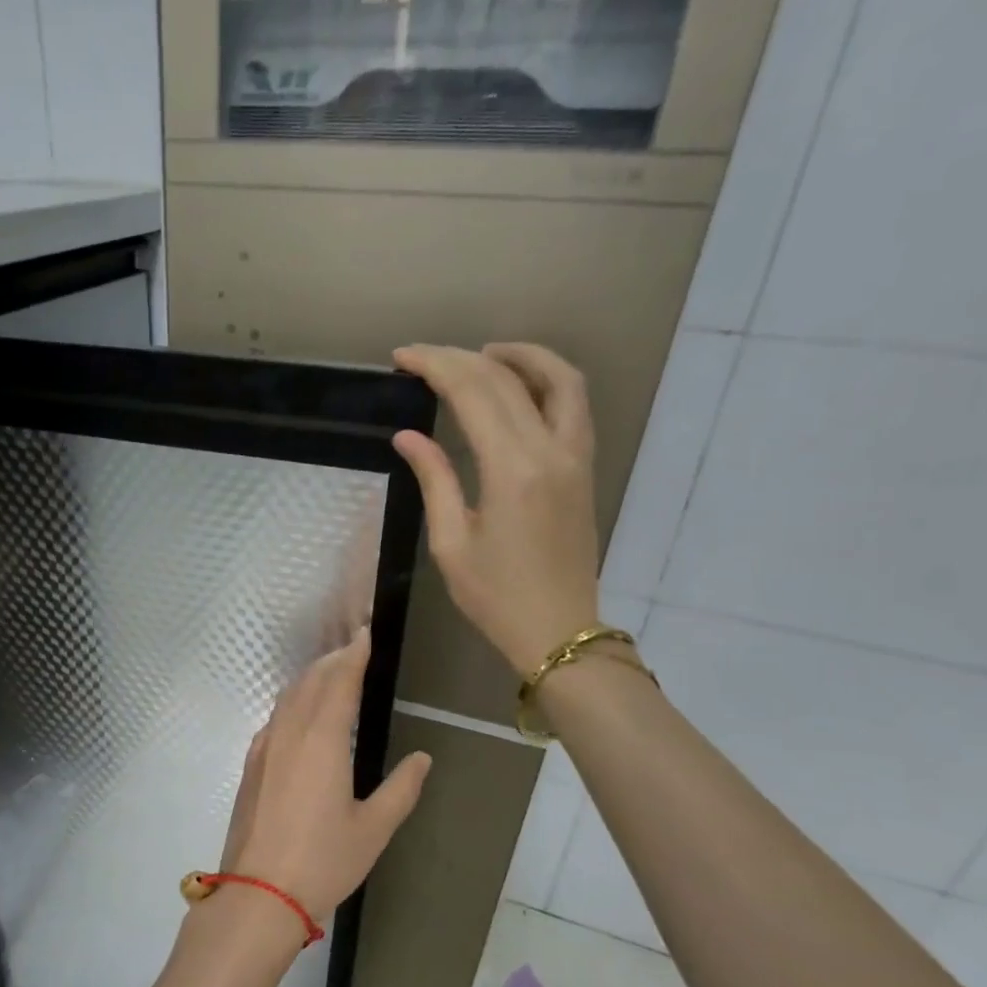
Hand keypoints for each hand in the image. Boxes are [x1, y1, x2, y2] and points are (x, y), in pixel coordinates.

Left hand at [215, 628, 431, 925]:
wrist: (259, 893)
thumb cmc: (323, 861)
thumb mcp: (374, 829)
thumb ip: (401, 788)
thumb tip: (423, 758)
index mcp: (323, 740)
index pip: (340, 681)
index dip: (354, 654)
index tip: (365, 632)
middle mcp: (290, 732)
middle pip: (311, 681)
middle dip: (334, 660)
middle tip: (354, 647)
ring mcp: (265, 747)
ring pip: (288, 697)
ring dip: (311, 678)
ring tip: (331, 673)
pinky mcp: (252, 764)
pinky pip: (275, 717)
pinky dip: (292, 702)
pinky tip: (301, 715)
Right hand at [390, 343, 600, 676]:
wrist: (559, 631)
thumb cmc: (496, 597)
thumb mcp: (452, 543)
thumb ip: (434, 480)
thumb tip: (408, 436)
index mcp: (512, 470)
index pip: (474, 393)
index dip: (435, 366)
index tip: (402, 358)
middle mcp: (551, 450)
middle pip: (507, 379)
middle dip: (460, 358)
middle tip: (422, 357)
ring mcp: (575, 456)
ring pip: (558, 379)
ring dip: (518, 356)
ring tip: (479, 354)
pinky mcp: (584, 467)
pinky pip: (573, 404)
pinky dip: (546, 379)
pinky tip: (518, 386)